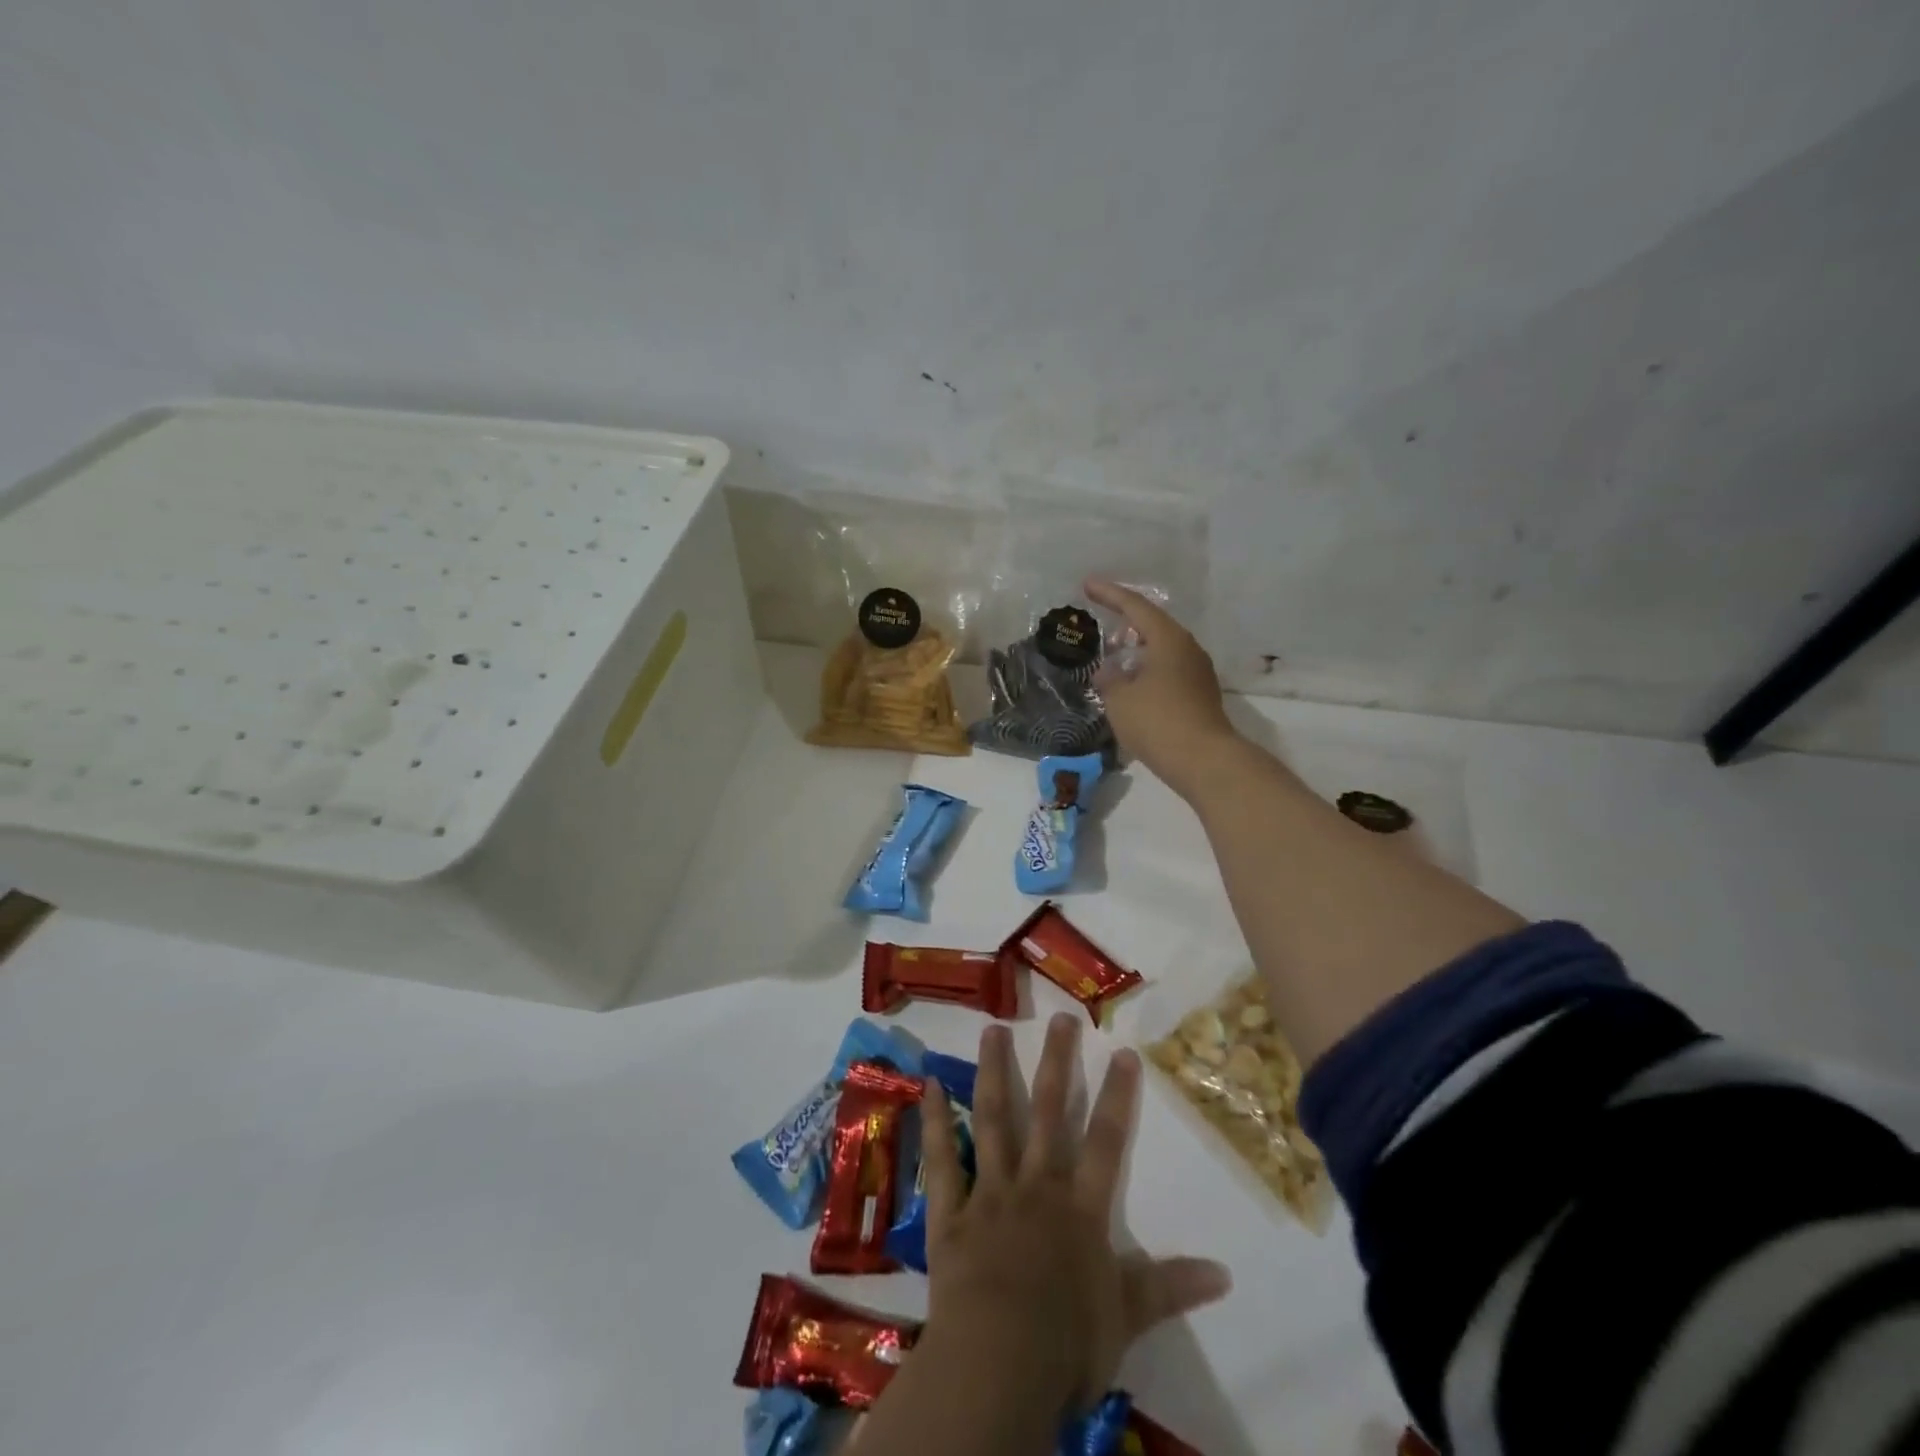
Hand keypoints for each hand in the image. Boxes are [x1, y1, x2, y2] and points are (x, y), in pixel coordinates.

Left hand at [918, 1015, 1231, 1412]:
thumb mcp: (1127, 1318)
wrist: (998, 1364)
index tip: (1122, 1050)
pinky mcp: (950, 1212)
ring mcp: (989, 1193)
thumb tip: (1226, 1273)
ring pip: (993, 1120)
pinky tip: (928, 1087)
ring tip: (993, 1030)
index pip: (1106, 1141)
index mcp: (1079, 1209)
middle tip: (1060, 1018)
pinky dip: (935, 1123)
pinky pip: (942, 1160)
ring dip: (994, 1073)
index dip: (1116, 1095)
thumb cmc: (1067, 1345)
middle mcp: (1036, 1186)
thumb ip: (1170, 1287)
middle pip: (1048, 1113)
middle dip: (1056, 1064)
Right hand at [1084, 579, 1236, 799]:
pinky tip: (1132, 682)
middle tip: (1101, 619)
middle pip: (1153, 624)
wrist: (1204, 760)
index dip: (1109, 594)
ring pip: (1162, 648)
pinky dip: (1147, 668)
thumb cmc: (1157, 721)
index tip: (1087, 585)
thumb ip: (1109, 679)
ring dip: (1137, 647)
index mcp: (1167, 639)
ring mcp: (1198, 672)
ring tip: (1113, 654)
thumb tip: (1108, 671)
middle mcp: (1187, 648)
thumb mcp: (1120, 699)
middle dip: (1125, 620)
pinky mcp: (1199, 694)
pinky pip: (1168, 669)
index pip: (1135, 606)